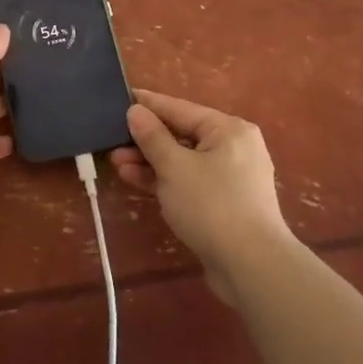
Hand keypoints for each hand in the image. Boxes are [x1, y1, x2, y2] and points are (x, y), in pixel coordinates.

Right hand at [111, 89, 297, 301]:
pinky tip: (136, 180)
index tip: (120, 97)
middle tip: (112, 141)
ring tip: (117, 163)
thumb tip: (136, 111)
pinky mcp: (225, 203)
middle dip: (146, 139)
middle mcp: (234, 147)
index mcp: (228, 129)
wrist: (251, 266)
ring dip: (151, 162)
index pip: (180, 108)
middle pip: (182, 134)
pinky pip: (190, 181)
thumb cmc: (212, 205)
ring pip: (184, 160)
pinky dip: (165, 180)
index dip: (148, 104)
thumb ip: (153, 137)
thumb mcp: (175, 167)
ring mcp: (231, 177)